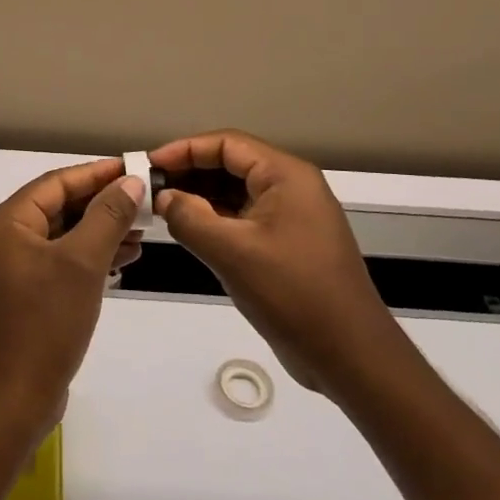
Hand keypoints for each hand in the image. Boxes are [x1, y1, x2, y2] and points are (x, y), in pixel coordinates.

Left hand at [0, 159, 143, 440]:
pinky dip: (89, 258)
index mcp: (8, 223)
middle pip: (59, 207)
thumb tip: (130, 181)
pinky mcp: (25, 296)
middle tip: (145, 202)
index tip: (135, 168)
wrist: (12, 401)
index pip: (57, 182)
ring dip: (100, 232)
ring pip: (63, 236)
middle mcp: (5, 239)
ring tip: (143, 232)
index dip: (97, 173)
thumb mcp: (82, 263)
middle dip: (102, 204)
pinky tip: (121, 262)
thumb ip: (107, 217)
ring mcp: (13, 270)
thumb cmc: (44, 323)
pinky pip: (61, 263)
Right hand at [151, 130, 399, 394]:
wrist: (350, 355)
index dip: (184, 149)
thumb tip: (163, 199)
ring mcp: (290, 217)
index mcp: (286, 176)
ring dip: (199, 197)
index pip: (227, 144)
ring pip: (235, 192)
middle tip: (149, 188)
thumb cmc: (293, 293)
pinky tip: (187, 230)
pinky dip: (214, 220)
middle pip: (231, 164)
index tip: (149, 165)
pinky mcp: (286, 244)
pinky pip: (243, 218)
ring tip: (160, 208)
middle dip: (189, 172)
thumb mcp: (232, 253)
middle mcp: (290, 187)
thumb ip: (190, 218)